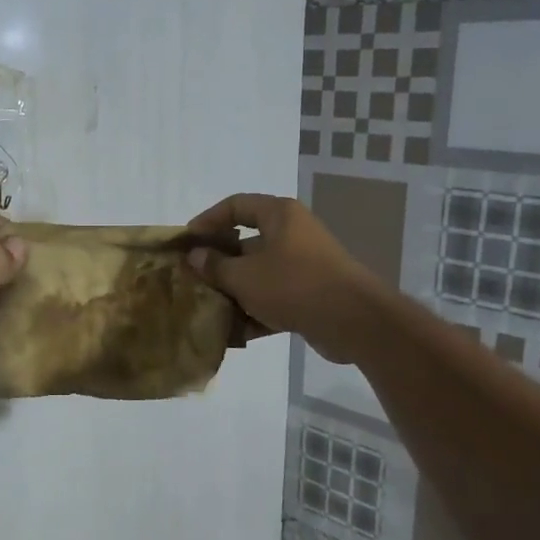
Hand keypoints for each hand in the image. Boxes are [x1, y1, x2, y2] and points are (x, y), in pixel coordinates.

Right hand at [182, 194, 384, 362]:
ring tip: (207, 310)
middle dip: (218, 264)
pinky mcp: (310, 295)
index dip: (208, 220)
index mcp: (278, 215)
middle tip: (192, 281)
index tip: (186, 241)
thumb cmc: (294, 285)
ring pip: (259, 274)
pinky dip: (256, 312)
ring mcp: (303, 265)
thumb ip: (216, 266)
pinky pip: (274, 298)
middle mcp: (292, 234)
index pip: (235, 205)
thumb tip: (196, 256)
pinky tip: (233, 335)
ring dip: (234, 293)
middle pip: (246, 243)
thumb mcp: (245, 276)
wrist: (353, 320)